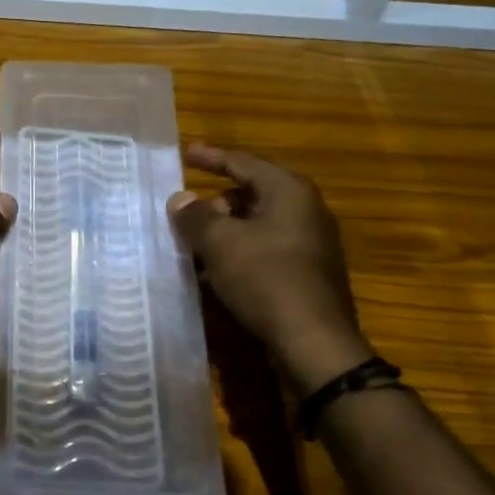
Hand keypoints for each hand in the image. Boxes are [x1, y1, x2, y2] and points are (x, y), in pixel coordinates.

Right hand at [168, 145, 371, 396]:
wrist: (314, 341)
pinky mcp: (308, 273)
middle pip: (253, 192)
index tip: (187, 153)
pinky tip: (216, 273)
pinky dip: (239, 253)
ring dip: (225, 231)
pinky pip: (266, 250)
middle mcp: (305, 210)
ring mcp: (311, 243)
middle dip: (216, 200)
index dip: (212, 157)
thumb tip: (181, 199)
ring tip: (194, 244)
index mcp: (289, 191)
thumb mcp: (220, 242)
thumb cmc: (265, 278)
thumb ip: (196, 216)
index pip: (244, 162)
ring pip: (258, 224)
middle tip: (186, 213)